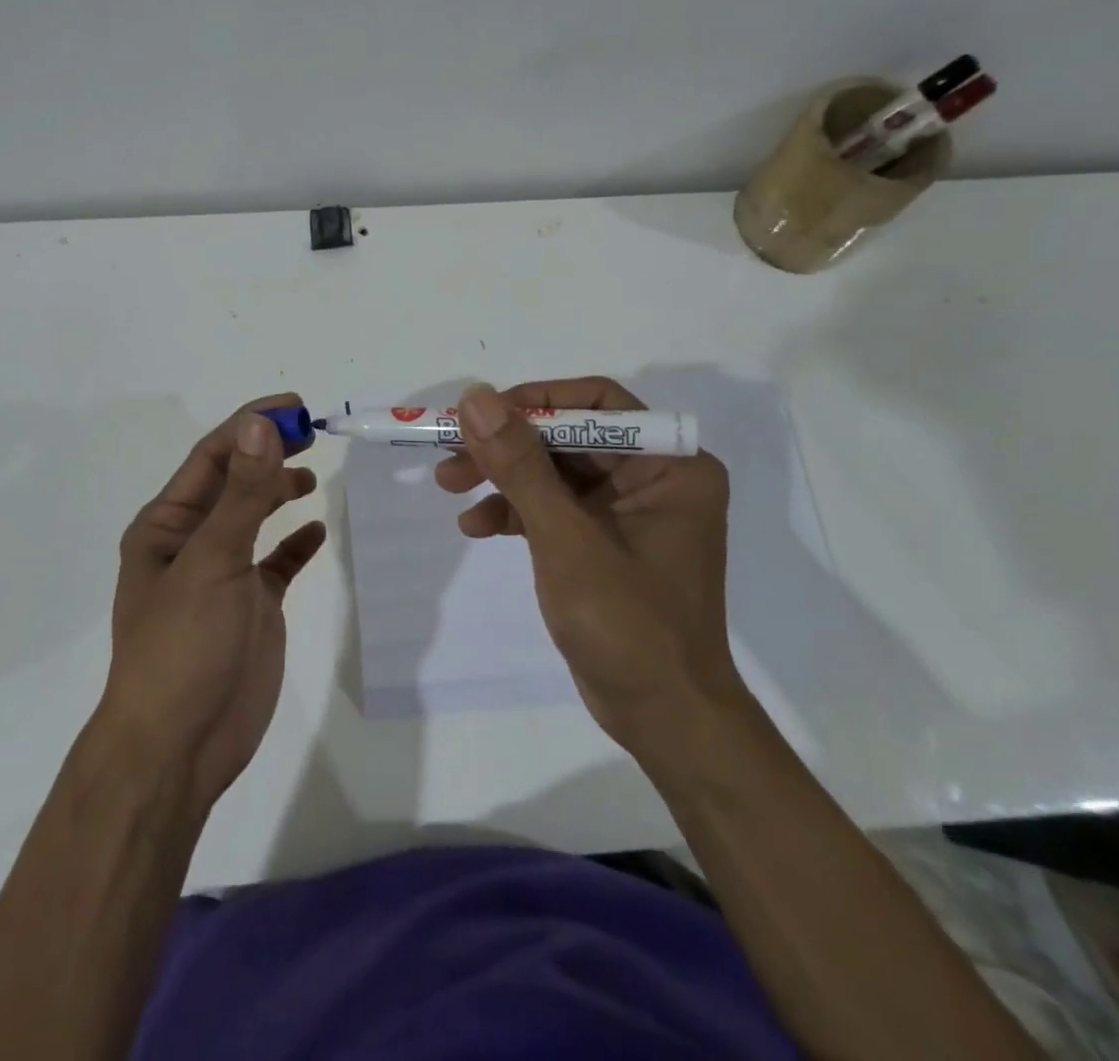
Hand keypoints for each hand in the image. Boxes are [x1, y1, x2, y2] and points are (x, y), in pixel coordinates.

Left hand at [101, 396, 325, 812]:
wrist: (179, 748)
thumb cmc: (183, 646)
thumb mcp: (213, 561)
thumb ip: (242, 494)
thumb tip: (260, 425)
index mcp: (167, 525)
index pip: (212, 456)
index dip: (250, 425)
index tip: (295, 407)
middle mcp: (192, 542)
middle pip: (235, 481)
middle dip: (268, 453)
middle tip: (312, 432)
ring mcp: (223, 576)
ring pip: (254, 518)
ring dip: (279, 491)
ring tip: (310, 476)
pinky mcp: (251, 607)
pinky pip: (276, 562)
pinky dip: (295, 544)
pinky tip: (316, 532)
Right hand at [435, 378, 736, 749]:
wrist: (664, 720)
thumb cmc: (629, 626)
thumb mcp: (566, 539)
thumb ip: (520, 466)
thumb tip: (476, 399)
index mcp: (669, 465)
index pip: (596, 404)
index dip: (533, 401)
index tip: (479, 413)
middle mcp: (653, 477)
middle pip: (568, 436)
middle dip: (506, 445)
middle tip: (449, 451)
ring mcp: (628, 511)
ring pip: (554, 471)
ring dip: (502, 477)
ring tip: (448, 485)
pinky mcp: (604, 541)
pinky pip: (554, 508)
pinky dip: (515, 512)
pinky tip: (476, 526)